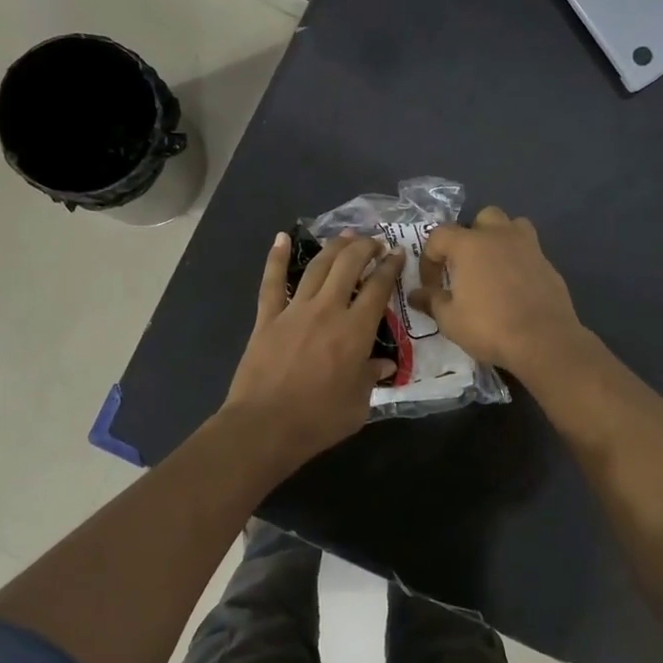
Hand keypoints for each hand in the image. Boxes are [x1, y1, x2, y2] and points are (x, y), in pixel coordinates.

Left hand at [223, 230, 402, 466]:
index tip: (397, 254)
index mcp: (355, 331)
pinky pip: (272, 282)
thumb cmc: (319, 420)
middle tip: (374, 242)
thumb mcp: (359, 404)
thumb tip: (384, 364)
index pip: (378, 288)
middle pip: (348, 265)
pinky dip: (277, 258)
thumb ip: (372, 378)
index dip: (390, 267)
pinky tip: (282, 238)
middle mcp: (328, 310)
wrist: (265, 426)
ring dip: (333, 247)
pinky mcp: (267, 318)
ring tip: (345, 236)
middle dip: (364, 248)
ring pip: (317, 267)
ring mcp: (294, 311)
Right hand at [411, 208, 585, 380]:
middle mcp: (499, 236)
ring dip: (499, 239)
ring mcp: (528, 246)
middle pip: (481, 218)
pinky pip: (528, 250)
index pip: (439, 236)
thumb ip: (431, 301)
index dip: (429, 259)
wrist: (543, 340)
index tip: (431, 285)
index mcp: (469, 244)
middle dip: (469, 237)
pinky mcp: (548, 263)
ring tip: (492, 267)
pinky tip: (515, 286)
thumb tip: (415, 295)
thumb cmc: (489, 327)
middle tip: (464, 266)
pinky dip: (518, 260)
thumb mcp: (450, 320)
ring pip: (511, 226)